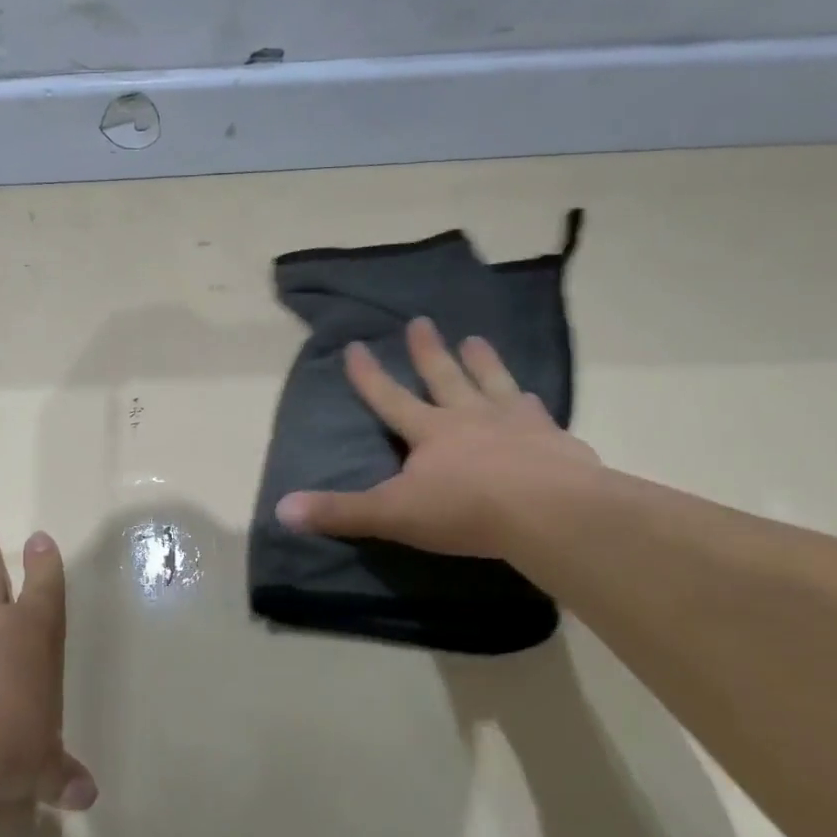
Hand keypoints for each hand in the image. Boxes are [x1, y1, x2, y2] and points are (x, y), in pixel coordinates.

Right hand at [275, 319, 600, 559]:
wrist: (552, 514)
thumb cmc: (466, 510)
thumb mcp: (392, 514)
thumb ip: (340, 512)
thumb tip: (281, 510)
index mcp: (429, 431)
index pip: (390, 397)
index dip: (368, 375)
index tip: (355, 344)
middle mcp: (471, 417)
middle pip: (445, 377)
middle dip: (428, 351)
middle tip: (421, 321)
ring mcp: (517, 425)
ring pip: (494, 384)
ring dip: (483, 362)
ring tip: (476, 339)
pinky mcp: (555, 442)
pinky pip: (539, 414)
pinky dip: (532, 404)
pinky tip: (535, 398)